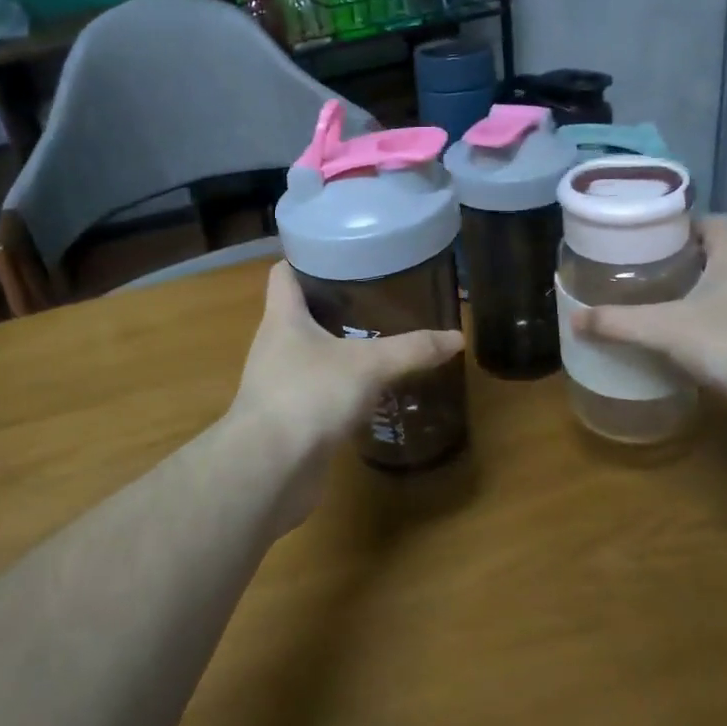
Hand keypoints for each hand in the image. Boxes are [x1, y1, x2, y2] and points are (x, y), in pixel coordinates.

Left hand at [228, 261, 463, 475]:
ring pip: (309, 354)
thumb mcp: (368, 365)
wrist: (269, 470)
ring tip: (379, 340)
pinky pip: (315, 390)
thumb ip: (412, 349)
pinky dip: (338, 386)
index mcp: (282, 318)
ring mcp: (277, 383)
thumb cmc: (309, 396)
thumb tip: (457, 337)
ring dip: (338, 347)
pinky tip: (369, 390)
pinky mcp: (288, 417)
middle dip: (334, 304)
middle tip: (377, 297)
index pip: (284, 273)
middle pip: (299, 312)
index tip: (343, 254)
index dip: (307, 259)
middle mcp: (274, 345)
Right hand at [573, 216, 726, 414]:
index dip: (687, 223)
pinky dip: (712, 333)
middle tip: (643, 275)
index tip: (654, 236)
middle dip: (683, 264)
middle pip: (718, 257)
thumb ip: (619, 323)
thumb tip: (574, 319)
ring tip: (657, 310)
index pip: (715, 222)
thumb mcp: (667, 330)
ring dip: (698, 299)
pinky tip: (686, 350)